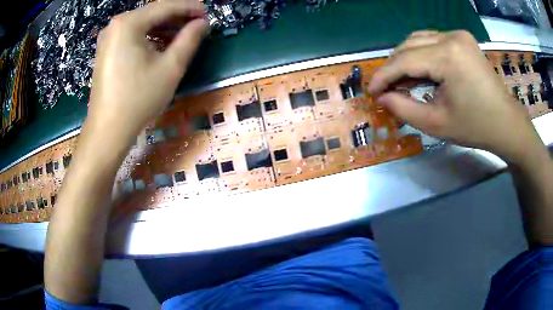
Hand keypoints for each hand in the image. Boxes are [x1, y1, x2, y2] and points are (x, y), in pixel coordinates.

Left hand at [87, 0, 206, 136]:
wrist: (107, 130)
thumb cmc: (138, 98)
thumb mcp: (170, 67)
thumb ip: (190, 39)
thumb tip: (203, 23)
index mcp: (129, 23)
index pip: (165, 6)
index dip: (189, 7)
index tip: (207, 13)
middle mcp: (115, 25)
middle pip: (152, 14)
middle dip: (176, 18)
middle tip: (198, 25)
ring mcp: (108, 38)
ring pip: (142, 25)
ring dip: (164, 28)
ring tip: (183, 36)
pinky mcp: (106, 51)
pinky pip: (132, 36)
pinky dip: (149, 37)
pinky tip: (161, 46)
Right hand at [369, 30, 542, 163]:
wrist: (506, 122)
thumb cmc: (475, 127)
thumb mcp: (437, 123)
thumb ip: (404, 109)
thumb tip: (382, 98)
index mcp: (448, 57)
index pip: (404, 60)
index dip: (384, 76)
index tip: (372, 91)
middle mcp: (451, 37)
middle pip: (409, 45)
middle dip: (393, 67)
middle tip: (386, 88)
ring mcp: (458, 35)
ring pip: (418, 39)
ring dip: (405, 58)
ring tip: (401, 80)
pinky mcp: (462, 38)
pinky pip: (432, 40)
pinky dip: (421, 54)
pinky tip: (420, 70)